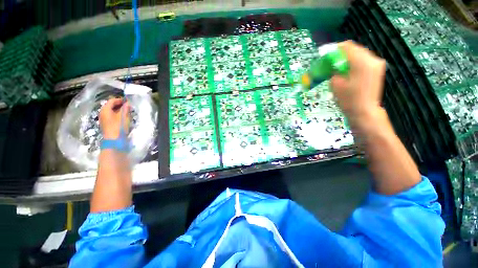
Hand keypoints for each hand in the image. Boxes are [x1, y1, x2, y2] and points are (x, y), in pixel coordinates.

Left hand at [99, 98, 129, 139]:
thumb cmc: (118, 126)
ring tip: (127, 112)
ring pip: (111, 111)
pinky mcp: (106, 124)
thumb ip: (126, 108)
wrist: (114, 140)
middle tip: (128, 106)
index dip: (120, 100)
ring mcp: (103, 119)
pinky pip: (111, 116)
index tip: (128, 101)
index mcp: (105, 109)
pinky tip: (123, 118)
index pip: (112, 100)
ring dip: (119, 110)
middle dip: (119, 105)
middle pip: (110, 105)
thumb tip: (127, 103)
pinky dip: (117, 115)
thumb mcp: (124, 116)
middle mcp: (102, 113)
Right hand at [330, 41, 385, 124]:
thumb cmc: (348, 100)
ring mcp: (376, 64)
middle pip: (355, 49)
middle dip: (341, 53)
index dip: (335, 48)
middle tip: (330, 61)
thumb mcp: (335, 84)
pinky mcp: (377, 70)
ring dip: (347, 58)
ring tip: (337, 66)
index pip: (347, 47)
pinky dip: (354, 62)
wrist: (364, 111)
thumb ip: (334, 70)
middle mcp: (372, 59)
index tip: (326, 54)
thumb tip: (332, 64)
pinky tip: (347, 70)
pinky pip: (364, 60)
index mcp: (361, 62)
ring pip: (360, 54)